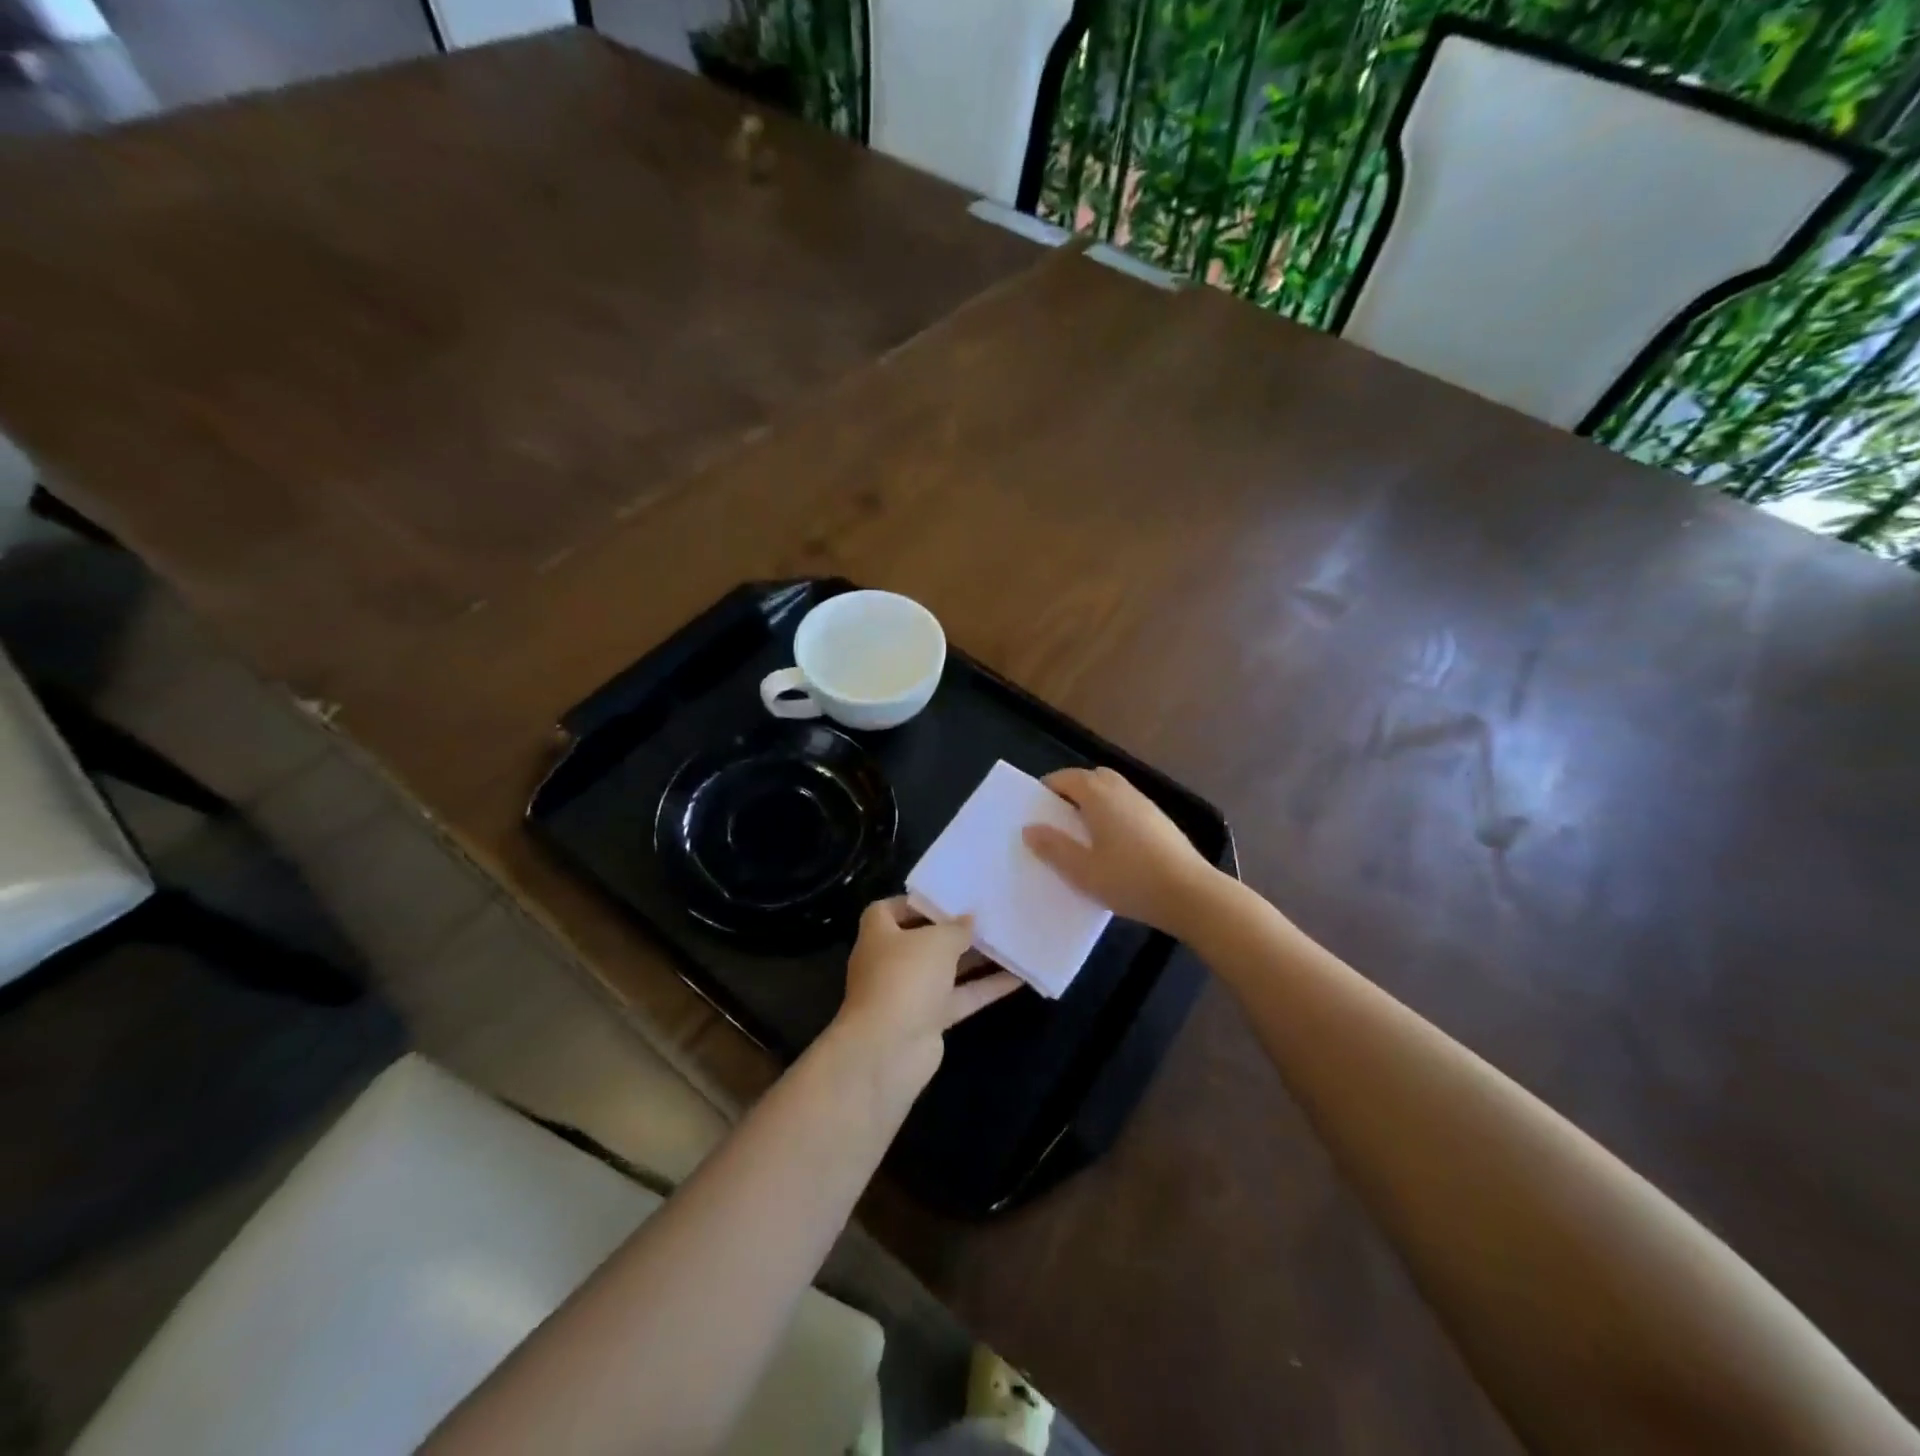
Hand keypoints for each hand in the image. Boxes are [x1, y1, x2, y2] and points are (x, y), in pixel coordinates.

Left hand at [832, 897, 1022, 1089]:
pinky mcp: (930, 1020)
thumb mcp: (936, 941)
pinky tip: (1018, 976)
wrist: (888, 1049)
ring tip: (1009, 940)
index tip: (948, 898)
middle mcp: (891, 961)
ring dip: (976, 958)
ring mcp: (910, 993)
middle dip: (954, 930)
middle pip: (924, 940)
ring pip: (947, 970)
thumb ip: (956, 928)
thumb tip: (969, 919)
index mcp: (879, 934)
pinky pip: (961, 997)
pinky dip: (986, 988)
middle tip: (988, 917)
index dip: (917, 903)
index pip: (890, 910)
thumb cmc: (905, 977)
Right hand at [1023, 766, 1218, 935]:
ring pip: (1114, 791)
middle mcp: (1123, 791)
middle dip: (1073, 790)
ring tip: (1083, 833)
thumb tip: (1030, 828)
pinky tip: (1113, 846)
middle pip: (1093, 777)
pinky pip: (1128, 806)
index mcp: (1099, 796)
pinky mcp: (1162, 822)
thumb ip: (1054, 848)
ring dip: (1095, 802)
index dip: (1049, 787)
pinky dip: (1114, 814)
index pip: (1068, 777)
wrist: (1191, 894)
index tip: (1036, 807)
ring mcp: (1146, 805)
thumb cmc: (1130, 880)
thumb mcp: (1083, 871)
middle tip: (1059, 817)